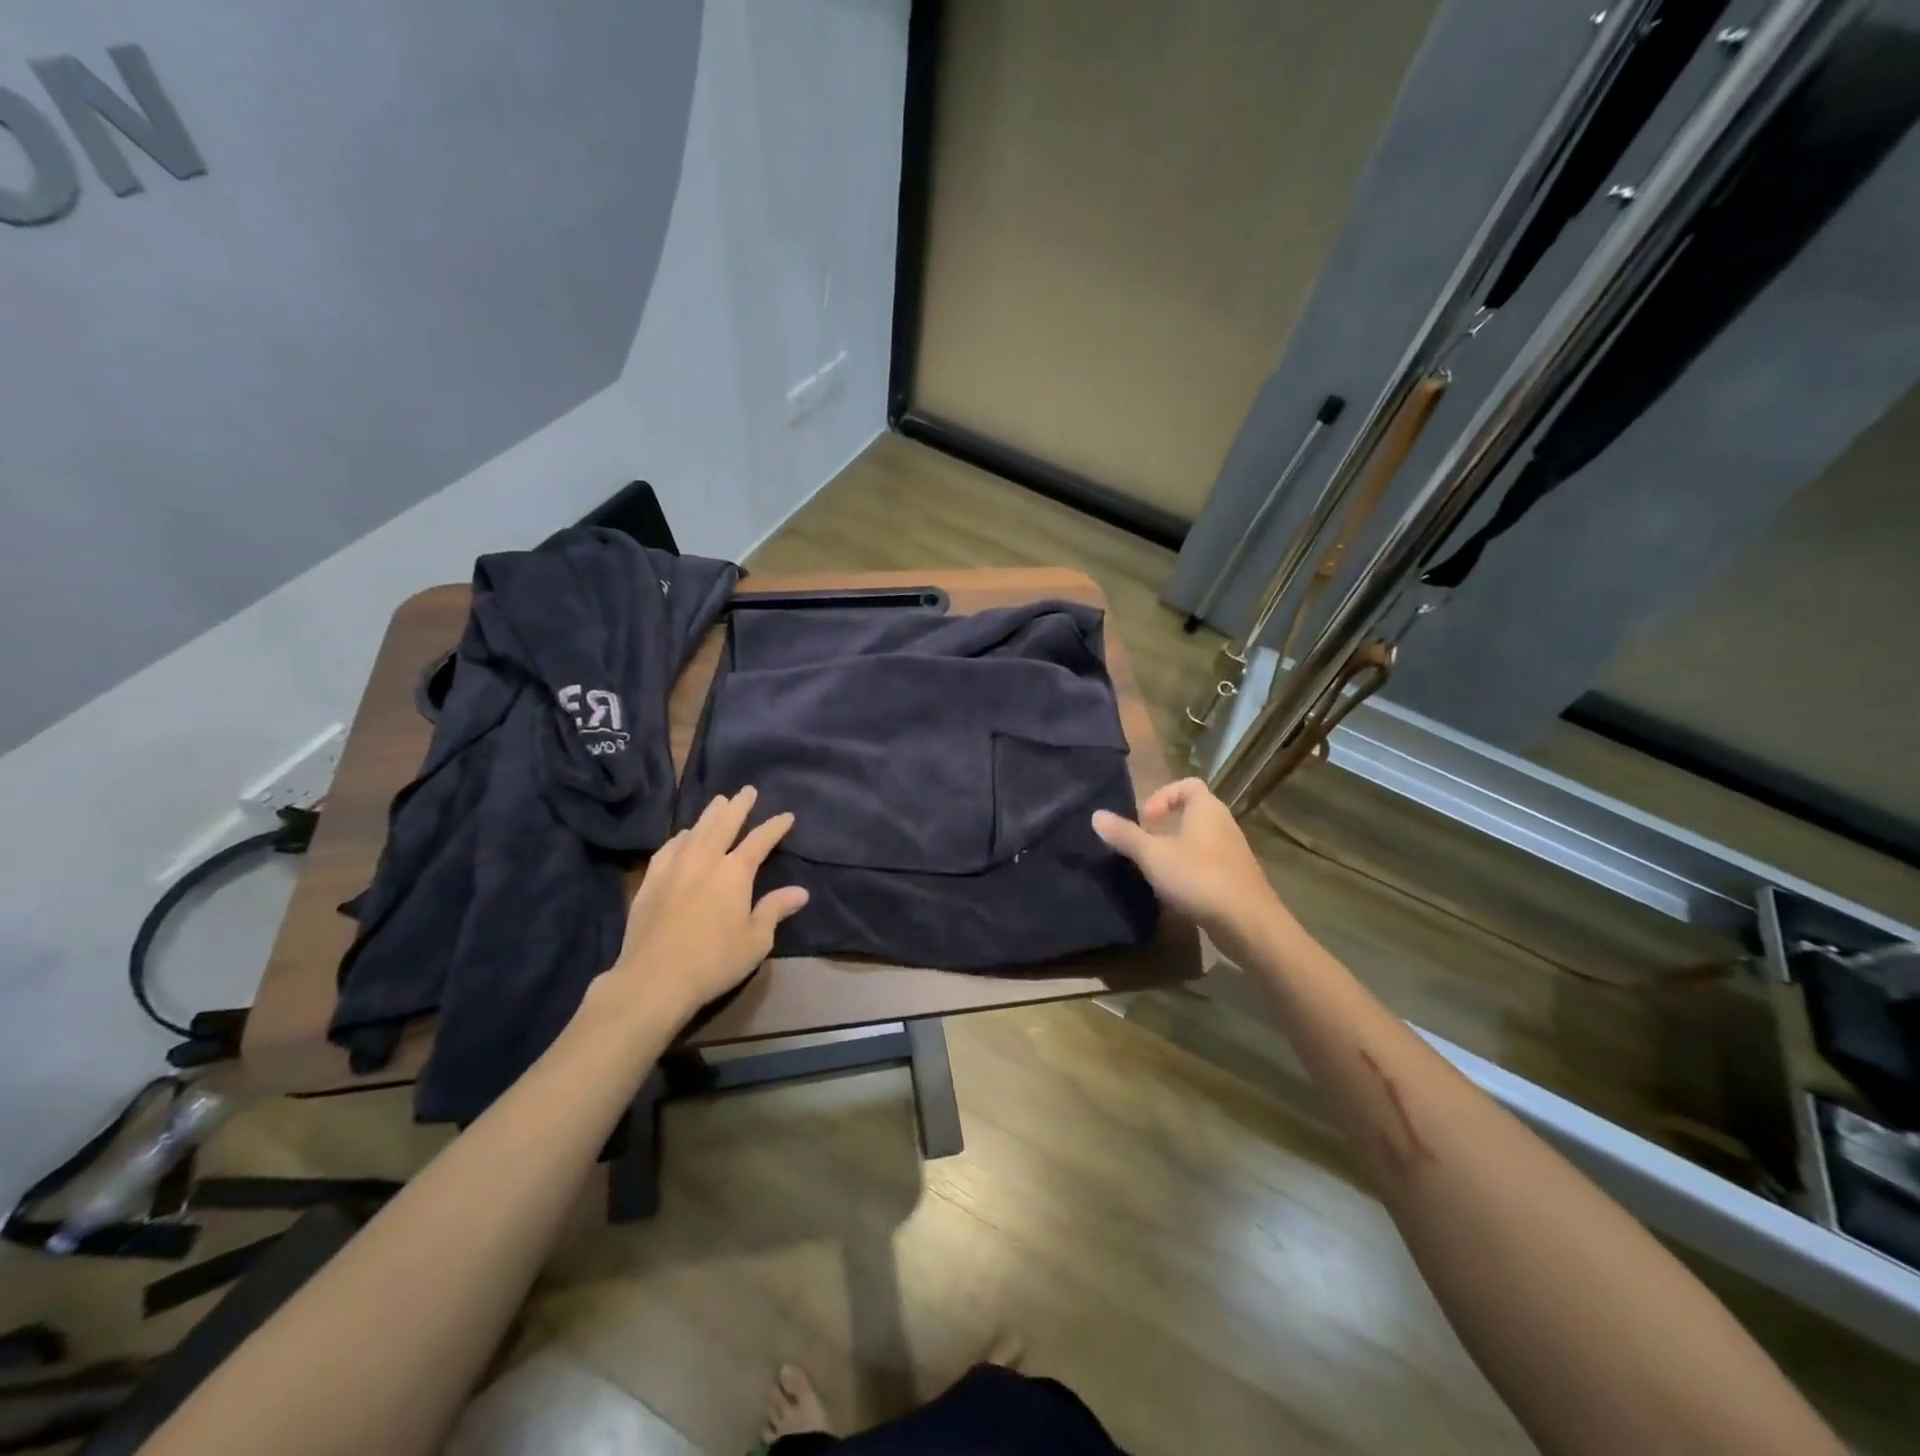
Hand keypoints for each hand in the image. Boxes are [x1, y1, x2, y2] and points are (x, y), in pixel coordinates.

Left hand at [594, 786, 809, 1029]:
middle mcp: (705, 860)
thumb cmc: (714, 961)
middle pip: (724, 824)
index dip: (774, 827)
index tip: (786, 816)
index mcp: (735, 872)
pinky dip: (679, 837)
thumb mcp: (756, 940)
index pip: (760, 841)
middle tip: (747, 790)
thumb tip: (800, 891)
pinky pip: (667, 849)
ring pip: (694, 831)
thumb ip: (774, 910)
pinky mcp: (650, 881)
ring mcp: (674, 868)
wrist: (654, 979)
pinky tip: (681, 836)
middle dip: (738, 806)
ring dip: (709, 815)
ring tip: (718, 802)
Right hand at [1092, 778, 1292, 957]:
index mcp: (1207, 808)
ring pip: (1199, 840)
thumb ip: (1124, 835)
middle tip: (1143, 844)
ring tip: (1153, 869)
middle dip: (1164, 825)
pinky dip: (1189, 870)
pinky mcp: (1236, 878)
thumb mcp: (1152, 855)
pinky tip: (1174, 891)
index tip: (1145, 819)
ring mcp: (1233, 852)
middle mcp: (1223, 824)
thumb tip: (1096, 815)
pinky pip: (1207, 864)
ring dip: (1175, 849)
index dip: (1163, 796)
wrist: (1247, 922)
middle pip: (1192, 813)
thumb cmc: (1198, 877)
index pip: (1187, 784)